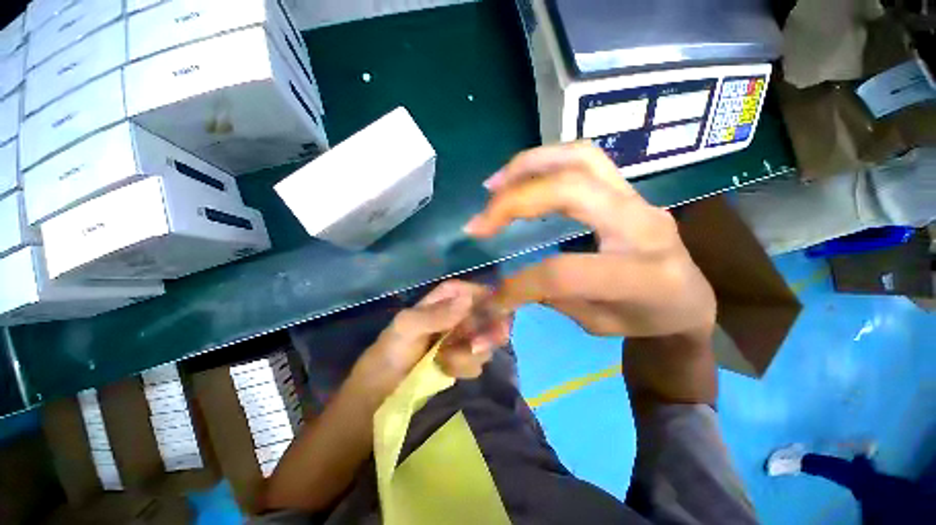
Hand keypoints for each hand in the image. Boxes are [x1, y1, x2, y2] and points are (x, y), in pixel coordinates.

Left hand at [355, 280, 511, 395]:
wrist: (385, 384)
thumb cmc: (393, 347)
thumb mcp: (408, 326)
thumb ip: (436, 314)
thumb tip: (468, 301)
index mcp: (447, 297)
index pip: (477, 291)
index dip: (490, 301)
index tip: (497, 317)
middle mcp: (460, 313)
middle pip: (489, 316)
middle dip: (487, 333)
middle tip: (476, 347)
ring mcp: (463, 335)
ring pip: (487, 340)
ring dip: (470, 354)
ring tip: (446, 360)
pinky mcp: (464, 356)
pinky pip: (478, 360)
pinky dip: (465, 367)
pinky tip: (447, 370)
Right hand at [465, 142, 715, 337]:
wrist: (689, 298)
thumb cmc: (645, 319)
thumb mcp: (596, 324)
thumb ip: (551, 296)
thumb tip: (504, 281)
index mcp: (638, 275)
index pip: (562, 272)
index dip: (518, 285)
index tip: (493, 295)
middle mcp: (641, 224)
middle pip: (570, 189)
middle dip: (514, 201)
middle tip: (480, 221)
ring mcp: (636, 197)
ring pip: (578, 157)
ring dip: (526, 167)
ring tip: (492, 187)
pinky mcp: (626, 187)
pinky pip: (582, 158)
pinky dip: (543, 161)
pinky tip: (518, 177)